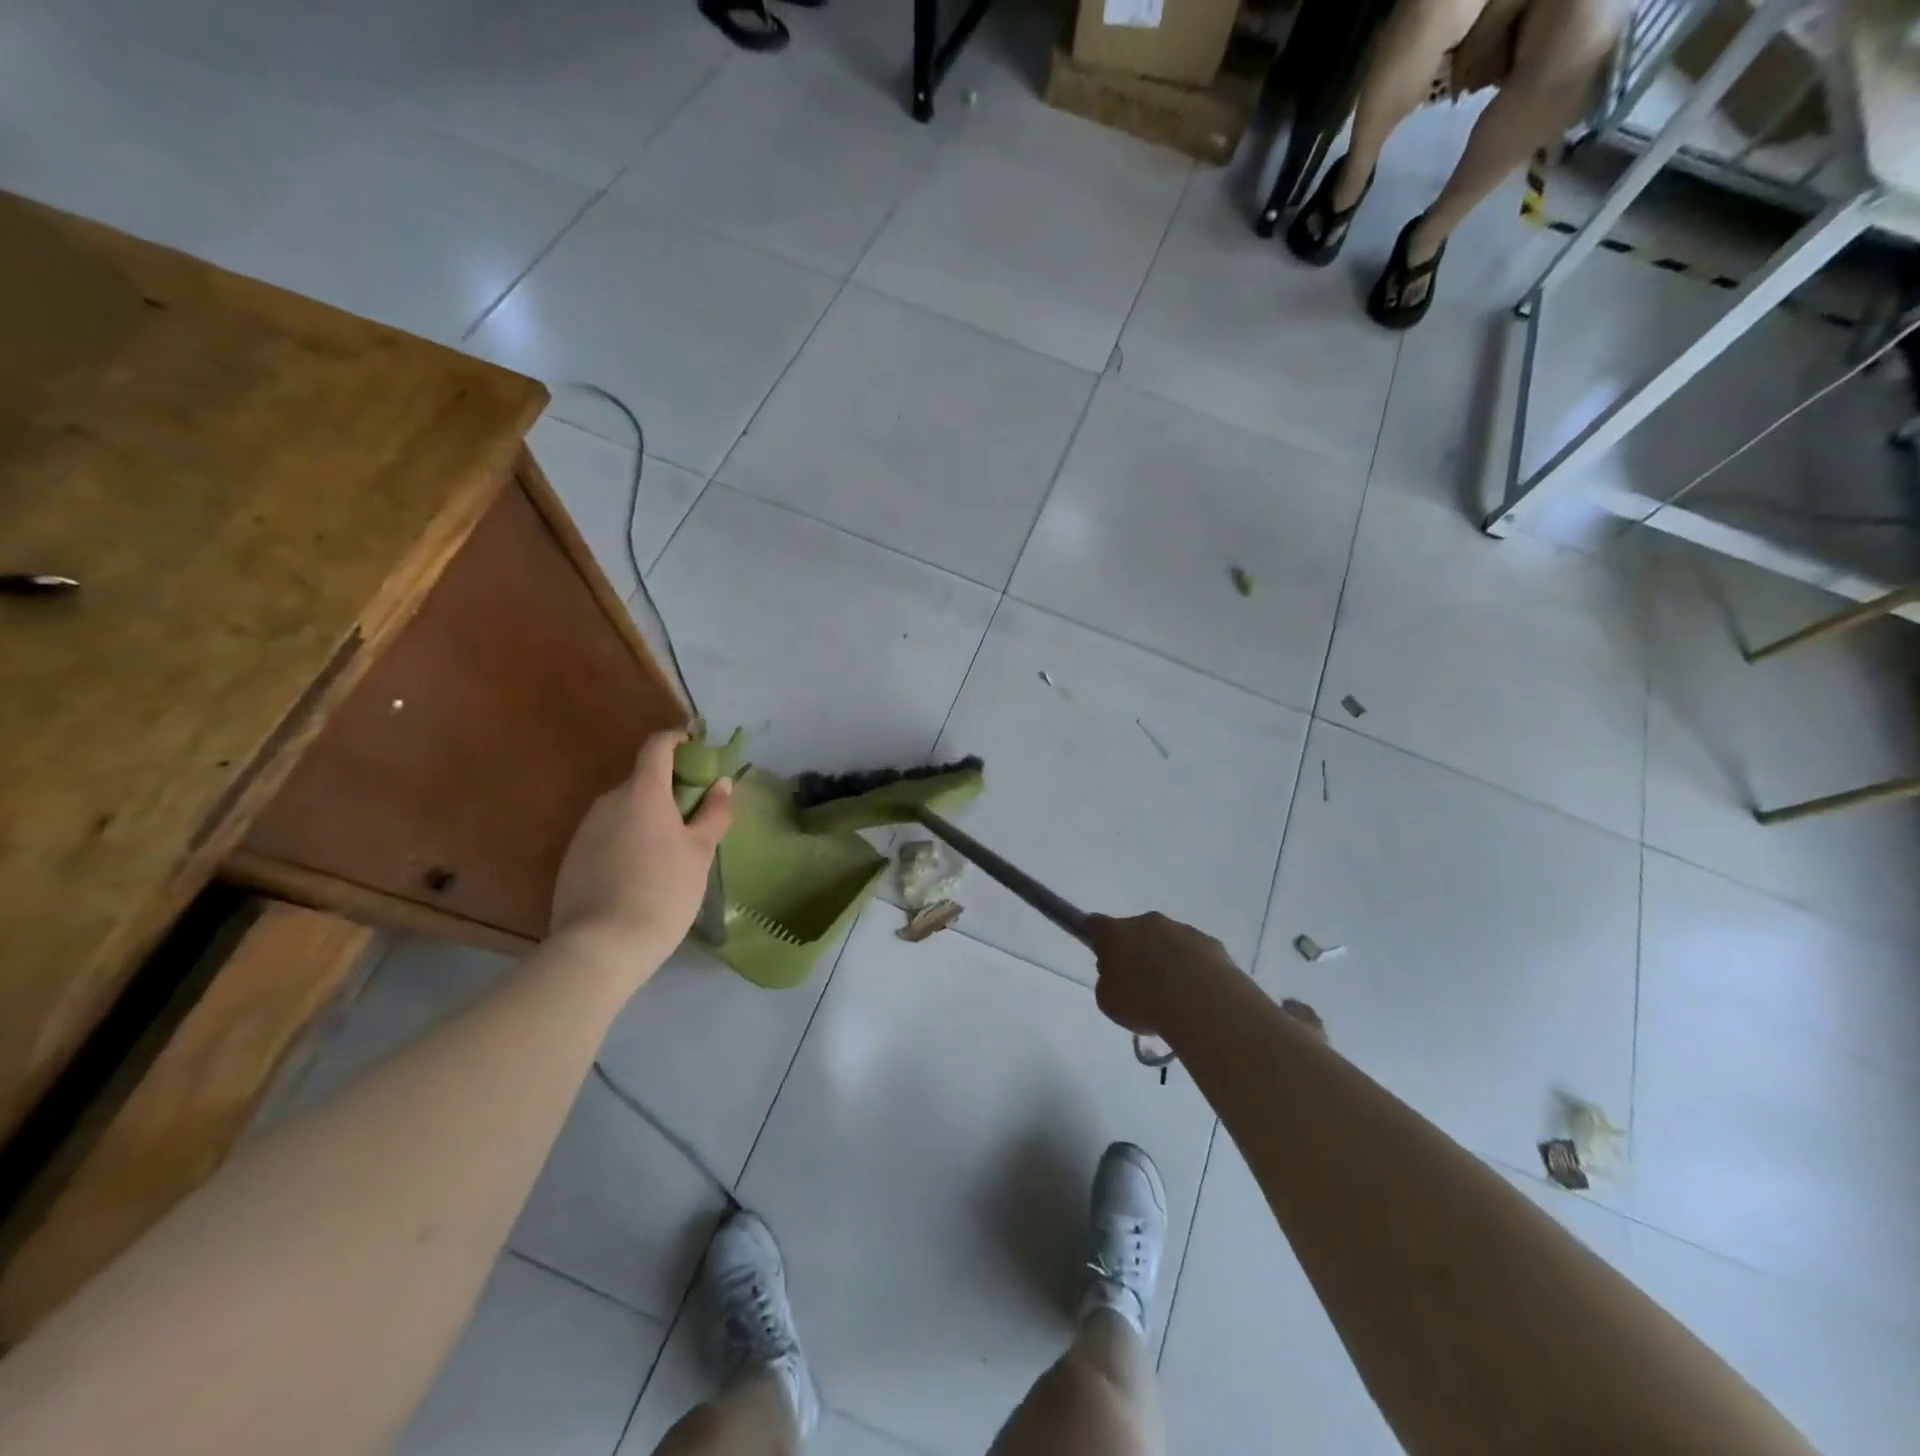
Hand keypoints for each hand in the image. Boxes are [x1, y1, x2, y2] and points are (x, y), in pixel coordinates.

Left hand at [550, 731, 733, 979]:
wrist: (601, 946)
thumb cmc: (663, 890)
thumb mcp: (700, 852)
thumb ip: (713, 813)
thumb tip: (722, 783)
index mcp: (643, 792)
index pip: (657, 747)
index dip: (677, 741)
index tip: (697, 750)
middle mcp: (609, 801)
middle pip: (642, 781)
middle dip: (668, 789)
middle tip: (694, 816)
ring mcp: (586, 829)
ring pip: (624, 810)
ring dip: (648, 817)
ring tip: (670, 852)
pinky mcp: (572, 858)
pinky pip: (608, 835)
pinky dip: (628, 840)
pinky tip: (641, 874)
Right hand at [1085, 912, 1329, 1045]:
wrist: (1203, 1004)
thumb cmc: (1145, 1002)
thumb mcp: (1108, 1001)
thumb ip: (1107, 982)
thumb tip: (1118, 975)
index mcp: (1117, 932)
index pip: (1095, 923)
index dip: (1093, 935)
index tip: (1097, 950)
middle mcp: (1149, 923)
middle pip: (1135, 931)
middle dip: (1135, 951)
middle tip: (1138, 983)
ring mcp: (1182, 930)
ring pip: (1167, 942)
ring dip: (1165, 960)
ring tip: (1172, 996)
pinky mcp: (1210, 943)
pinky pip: (1194, 954)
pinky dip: (1192, 969)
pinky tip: (1196, 996)